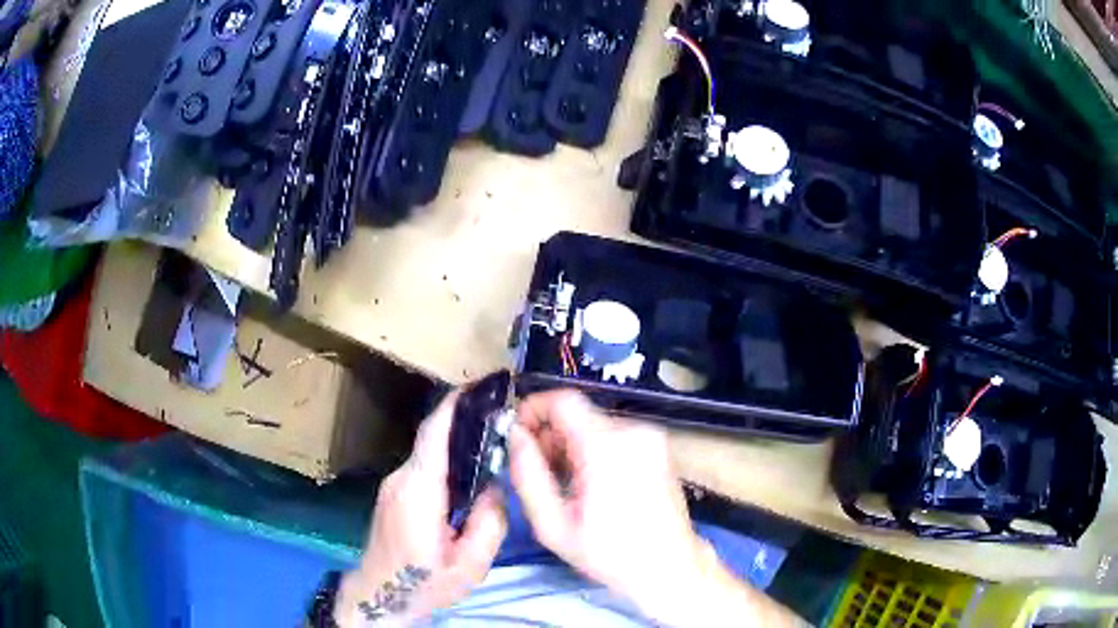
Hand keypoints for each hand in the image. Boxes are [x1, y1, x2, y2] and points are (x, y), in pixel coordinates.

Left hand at [334, 392, 507, 626]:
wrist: (378, 597)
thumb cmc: (424, 584)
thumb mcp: (470, 565)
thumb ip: (490, 523)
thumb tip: (496, 487)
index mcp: (418, 491)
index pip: (434, 434)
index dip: (455, 405)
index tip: (481, 385)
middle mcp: (401, 479)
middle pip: (433, 440)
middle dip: (465, 423)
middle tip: (502, 419)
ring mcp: (393, 485)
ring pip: (429, 455)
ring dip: (456, 446)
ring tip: (491, 446)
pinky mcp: (393, 494)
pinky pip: (423, 469)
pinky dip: (446, 464)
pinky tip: (468, 476)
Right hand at [507, 391, 710, 622]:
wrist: (670, 568)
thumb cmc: (609, 553)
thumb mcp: (553, 525)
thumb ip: (527, 474)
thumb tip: (514, 435)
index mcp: (607, 446)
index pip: (562, 400)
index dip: (532, 409)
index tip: (516, 436)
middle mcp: (633, 431)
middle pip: (577, 414)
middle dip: (550, 436)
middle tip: (538, 472)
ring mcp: (650, 437)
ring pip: (593, 425)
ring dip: (570, 446)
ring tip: (564, 485)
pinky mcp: (657, 447)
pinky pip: (613, 436)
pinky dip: (593, 451)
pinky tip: (589, 485)